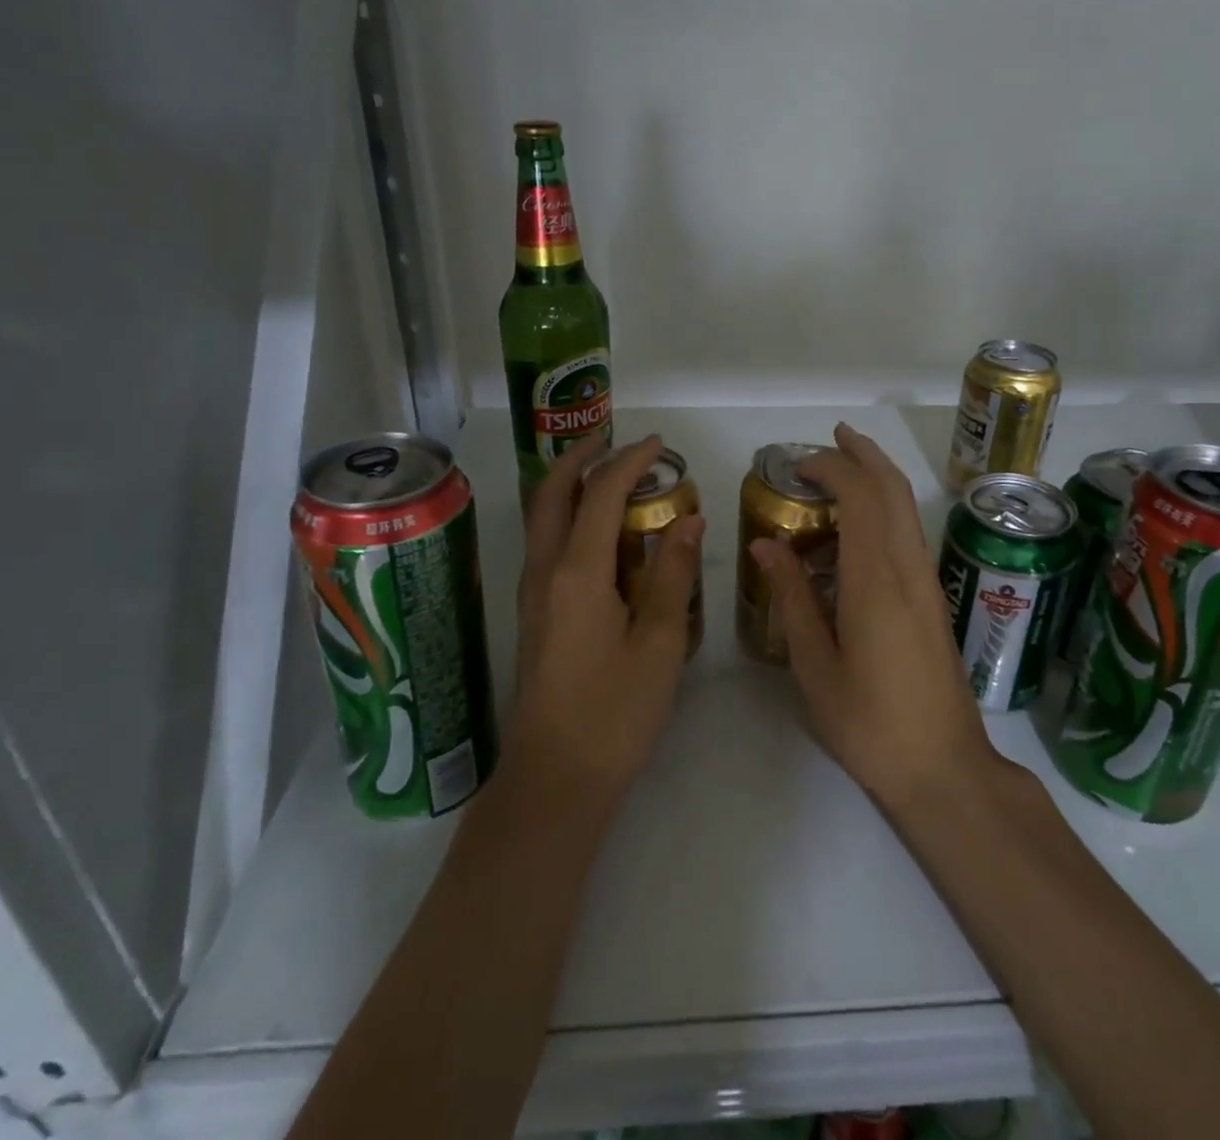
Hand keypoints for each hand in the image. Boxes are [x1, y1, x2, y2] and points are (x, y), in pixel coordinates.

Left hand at [506, 434, 703, 805]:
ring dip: (569, 484)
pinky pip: (545, 543)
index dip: (630, 461)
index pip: (601, 494)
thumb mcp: (658, 643)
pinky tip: (598, 531)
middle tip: (614, 439)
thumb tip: (688, 519)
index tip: (659, 444)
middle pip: (551, 493)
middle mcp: (544, 571)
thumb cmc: (614, 712)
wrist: (555, 779)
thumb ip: (672, 574)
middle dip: (579, 457)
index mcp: (576, 572)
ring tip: (606, 473)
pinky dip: (567, 516)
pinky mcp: (534, 614)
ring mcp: (531, 593)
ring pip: (541, 517)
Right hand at [750, 423, 996, 809]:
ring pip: (906, 508)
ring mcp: (927, 582)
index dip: (832, 468)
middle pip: (893, 489)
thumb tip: (766, 544)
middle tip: (831, 438)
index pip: (861, 497)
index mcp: (876, 581)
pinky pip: (908, 534)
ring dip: (877, 477)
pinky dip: (884, 509)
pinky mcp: (933, 599)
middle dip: (863, 454)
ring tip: (840, 469)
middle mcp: (908, 569)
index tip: (797, 466)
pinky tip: (855, 529)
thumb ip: (792, 598)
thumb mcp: (815, 665)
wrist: (943, 768)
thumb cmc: (870, 723)